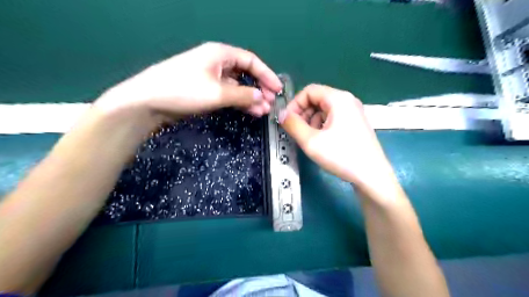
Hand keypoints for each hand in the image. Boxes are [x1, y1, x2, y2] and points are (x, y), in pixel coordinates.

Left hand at [95, 40, 284, 121]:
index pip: (251, 62)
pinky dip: (239, 102)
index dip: (267, 75)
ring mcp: (210, 77)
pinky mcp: (204, 90)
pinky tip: (249, 111)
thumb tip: (262, 98)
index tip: (278, 89)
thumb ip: (243, 95)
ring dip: (250, 97)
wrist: (148, 102)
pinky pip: (227, 94)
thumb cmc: (184, 90)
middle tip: (271, 103)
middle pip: (245, 73)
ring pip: (237, 86)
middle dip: (260, 88)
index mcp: (220, 54)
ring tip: (263, 111)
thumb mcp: (218, 93)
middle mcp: (217, 62)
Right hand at [279, 84, 394, 188]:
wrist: (372, 176)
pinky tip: (321, 141)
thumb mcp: (311, 141)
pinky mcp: (355, 124)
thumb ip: (293, 125)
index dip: (294, 104)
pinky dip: (322, 126)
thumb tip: (281, 114)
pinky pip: (332, 118)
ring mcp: (353, 112)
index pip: (309, 91)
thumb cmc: (341, 156)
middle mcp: (347, 101)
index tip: (287, 121)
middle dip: (303, 113)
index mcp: (338, 99)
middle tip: (296, 131)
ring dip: (311, 121)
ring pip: (324, 110)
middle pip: (317, 99)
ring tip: (309, 139)